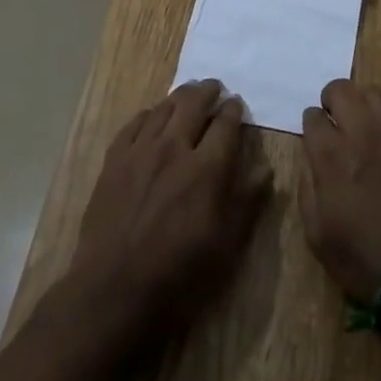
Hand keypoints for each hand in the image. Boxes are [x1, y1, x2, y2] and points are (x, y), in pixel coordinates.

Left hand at [72, 78, 272, 333]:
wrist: (114, 293)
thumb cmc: (178, 276)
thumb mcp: (225, 247)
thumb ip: (247, 202)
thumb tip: (266, 169)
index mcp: (206, 168)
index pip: (225, 124)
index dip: (234, 110)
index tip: (237, 105)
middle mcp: (174, 148)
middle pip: (194, 103)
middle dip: (209, 91)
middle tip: (215, 88)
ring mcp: (141, 151)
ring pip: (165, 107)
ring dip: (180, 96)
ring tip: (188, 94)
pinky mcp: (115, 160)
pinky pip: (135, 123)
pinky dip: (150, 114)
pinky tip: (153, 116)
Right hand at [299, 79, 380, 301]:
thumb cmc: (365, 260)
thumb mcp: (318, 236)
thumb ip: (308, 189)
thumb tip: (312, 162)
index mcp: (331, 155)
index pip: (312, 116)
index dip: (311, 125)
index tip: (315, 138)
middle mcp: (361, 132)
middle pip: (340, 90)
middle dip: (331, 100)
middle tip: (335, 119)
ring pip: (372, 92)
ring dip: (361, 102)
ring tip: (362, 121)